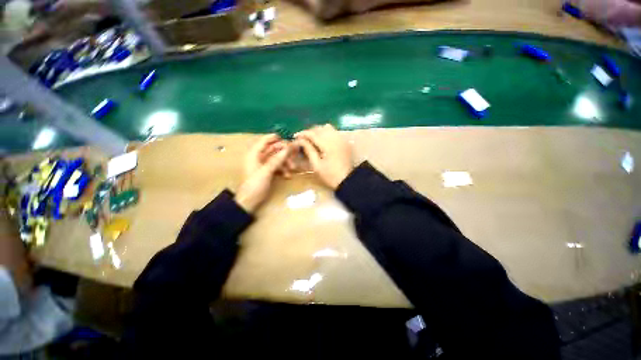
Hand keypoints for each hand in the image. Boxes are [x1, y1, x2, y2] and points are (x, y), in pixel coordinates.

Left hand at [235, 134, 290, 212]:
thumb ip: (277, 160)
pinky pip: (277, 167)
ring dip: (285, 162)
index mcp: (254, 154)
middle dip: (284, 153)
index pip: (265, 141)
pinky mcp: (267, 172)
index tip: (287, 138)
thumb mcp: (266, 172)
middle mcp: (259, 158)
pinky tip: (288, 175)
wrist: (250, 201)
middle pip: (273, 150)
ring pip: (277, 159)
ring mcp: (263, 165)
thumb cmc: (255, 185)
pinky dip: (283, 169)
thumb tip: (288, 148)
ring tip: (293, 169)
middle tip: (294, 155)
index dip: (275, 138)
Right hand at [295, 124, 352, 189]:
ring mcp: (341, 139)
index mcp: (328, 145)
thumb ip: (309, 150)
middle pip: (320, 128)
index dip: (303, 134)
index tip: (295, 136)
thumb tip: (301, 140)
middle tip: (303, 139)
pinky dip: (326, 133)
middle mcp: (335, 138)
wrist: (347, 180)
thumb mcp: (316, 165)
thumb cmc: (330, 176)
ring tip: (312, 139)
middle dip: (310, 132)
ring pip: (328, 128)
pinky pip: (334, 132)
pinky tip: (322, 140)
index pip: (313, 133)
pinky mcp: (345, 142)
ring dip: (318, 131)